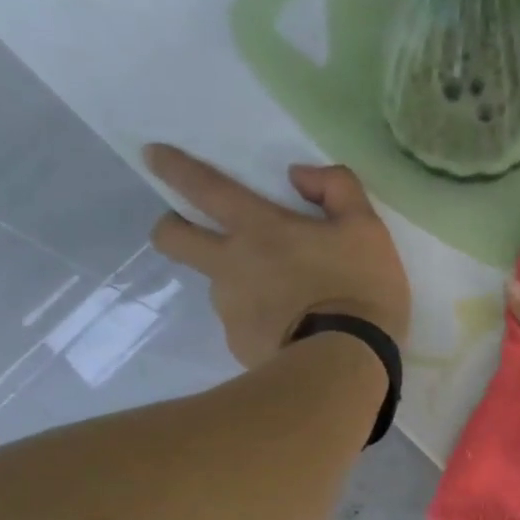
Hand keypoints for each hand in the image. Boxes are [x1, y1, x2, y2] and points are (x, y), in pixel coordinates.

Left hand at [146, 146, 408, 367]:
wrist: (344, 364)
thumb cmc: (358, 289)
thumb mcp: (367, 229)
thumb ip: (336, 187)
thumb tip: (299, 175)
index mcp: (259, 229)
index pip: (205, 188)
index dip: (175, 168)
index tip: (152, 155)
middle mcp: (231, 265)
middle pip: (173, 239)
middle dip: (171, 226)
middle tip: (194, 230)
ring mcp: (230, 309)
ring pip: (217, 285)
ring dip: (238, 283)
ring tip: (282, 299)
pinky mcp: (238, 344)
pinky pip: (242, 324)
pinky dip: (260, 322)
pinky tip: (290, 331)